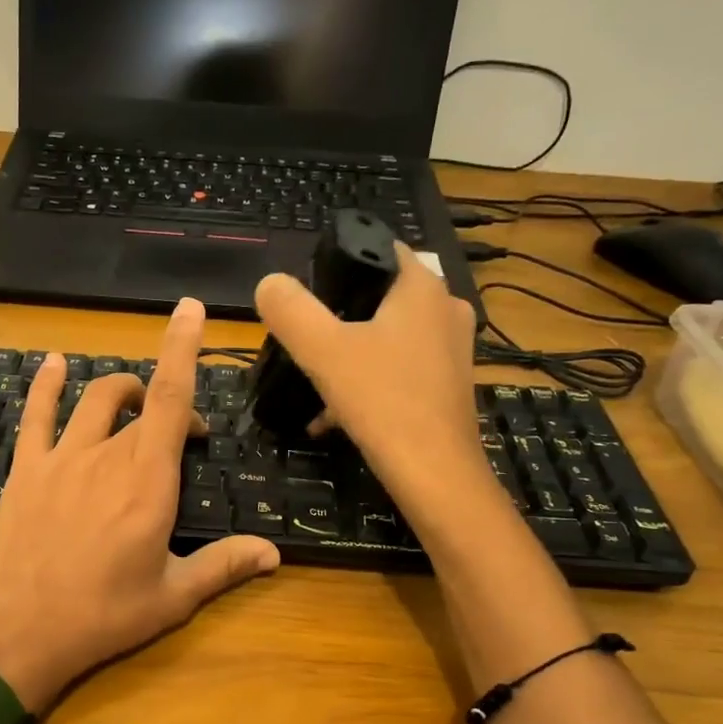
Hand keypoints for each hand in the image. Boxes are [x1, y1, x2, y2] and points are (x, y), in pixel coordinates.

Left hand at [0, 299, 280, 713]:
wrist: (21, 634)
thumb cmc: (103, 617)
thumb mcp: (172, 597)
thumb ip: (224, 566)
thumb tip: (273, 553)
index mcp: (148, 482)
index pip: (170, 398)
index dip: (182, 348)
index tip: (189, 310)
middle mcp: (106, 456)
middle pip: (140, 400)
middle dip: (166, 405)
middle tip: (178, 438)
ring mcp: (61, 458)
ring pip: (94, 399)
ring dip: (120, 390)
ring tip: (133, 402)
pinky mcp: (25, 470)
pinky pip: (37, 414)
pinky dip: (47, 384)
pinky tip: (55, 364)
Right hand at [254, 243, 486, 517]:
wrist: (435, 475)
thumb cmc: (382, 401)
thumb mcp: (322, 351)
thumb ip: (291, 311)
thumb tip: (269, 284)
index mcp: (422, 287)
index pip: (379, 249)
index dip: (340, 262)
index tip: (308, 291)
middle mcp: (445, 309)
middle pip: (380, 298)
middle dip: (340, 318)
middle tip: (306, 342)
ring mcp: (453, 350)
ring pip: (389, 339)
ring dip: (352, 356)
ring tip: (316, 384)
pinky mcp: (449, 386)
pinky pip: (401, 371)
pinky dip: (370, 384)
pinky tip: (336, 417)